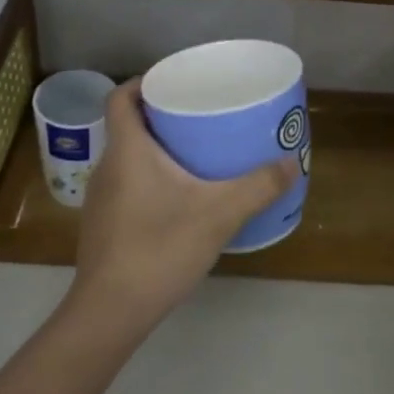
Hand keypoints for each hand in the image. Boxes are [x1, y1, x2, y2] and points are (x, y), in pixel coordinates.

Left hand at [69, 82, 299, 331]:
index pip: (121, 97)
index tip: (175, 81)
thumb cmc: (159, 249)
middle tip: (201, 115)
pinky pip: (128, 184)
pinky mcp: (104, 224)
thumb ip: (258, 187)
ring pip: (128, 157)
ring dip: (157, 148)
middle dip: (162, 115)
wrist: (110, 312)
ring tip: (196, 152)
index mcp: (127, 150)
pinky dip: (151, 177)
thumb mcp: (219, 214)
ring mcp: (101, 198)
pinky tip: (180, 198)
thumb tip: (291, 163)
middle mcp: (107, 166)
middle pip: (129, 125)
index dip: (143, 81)